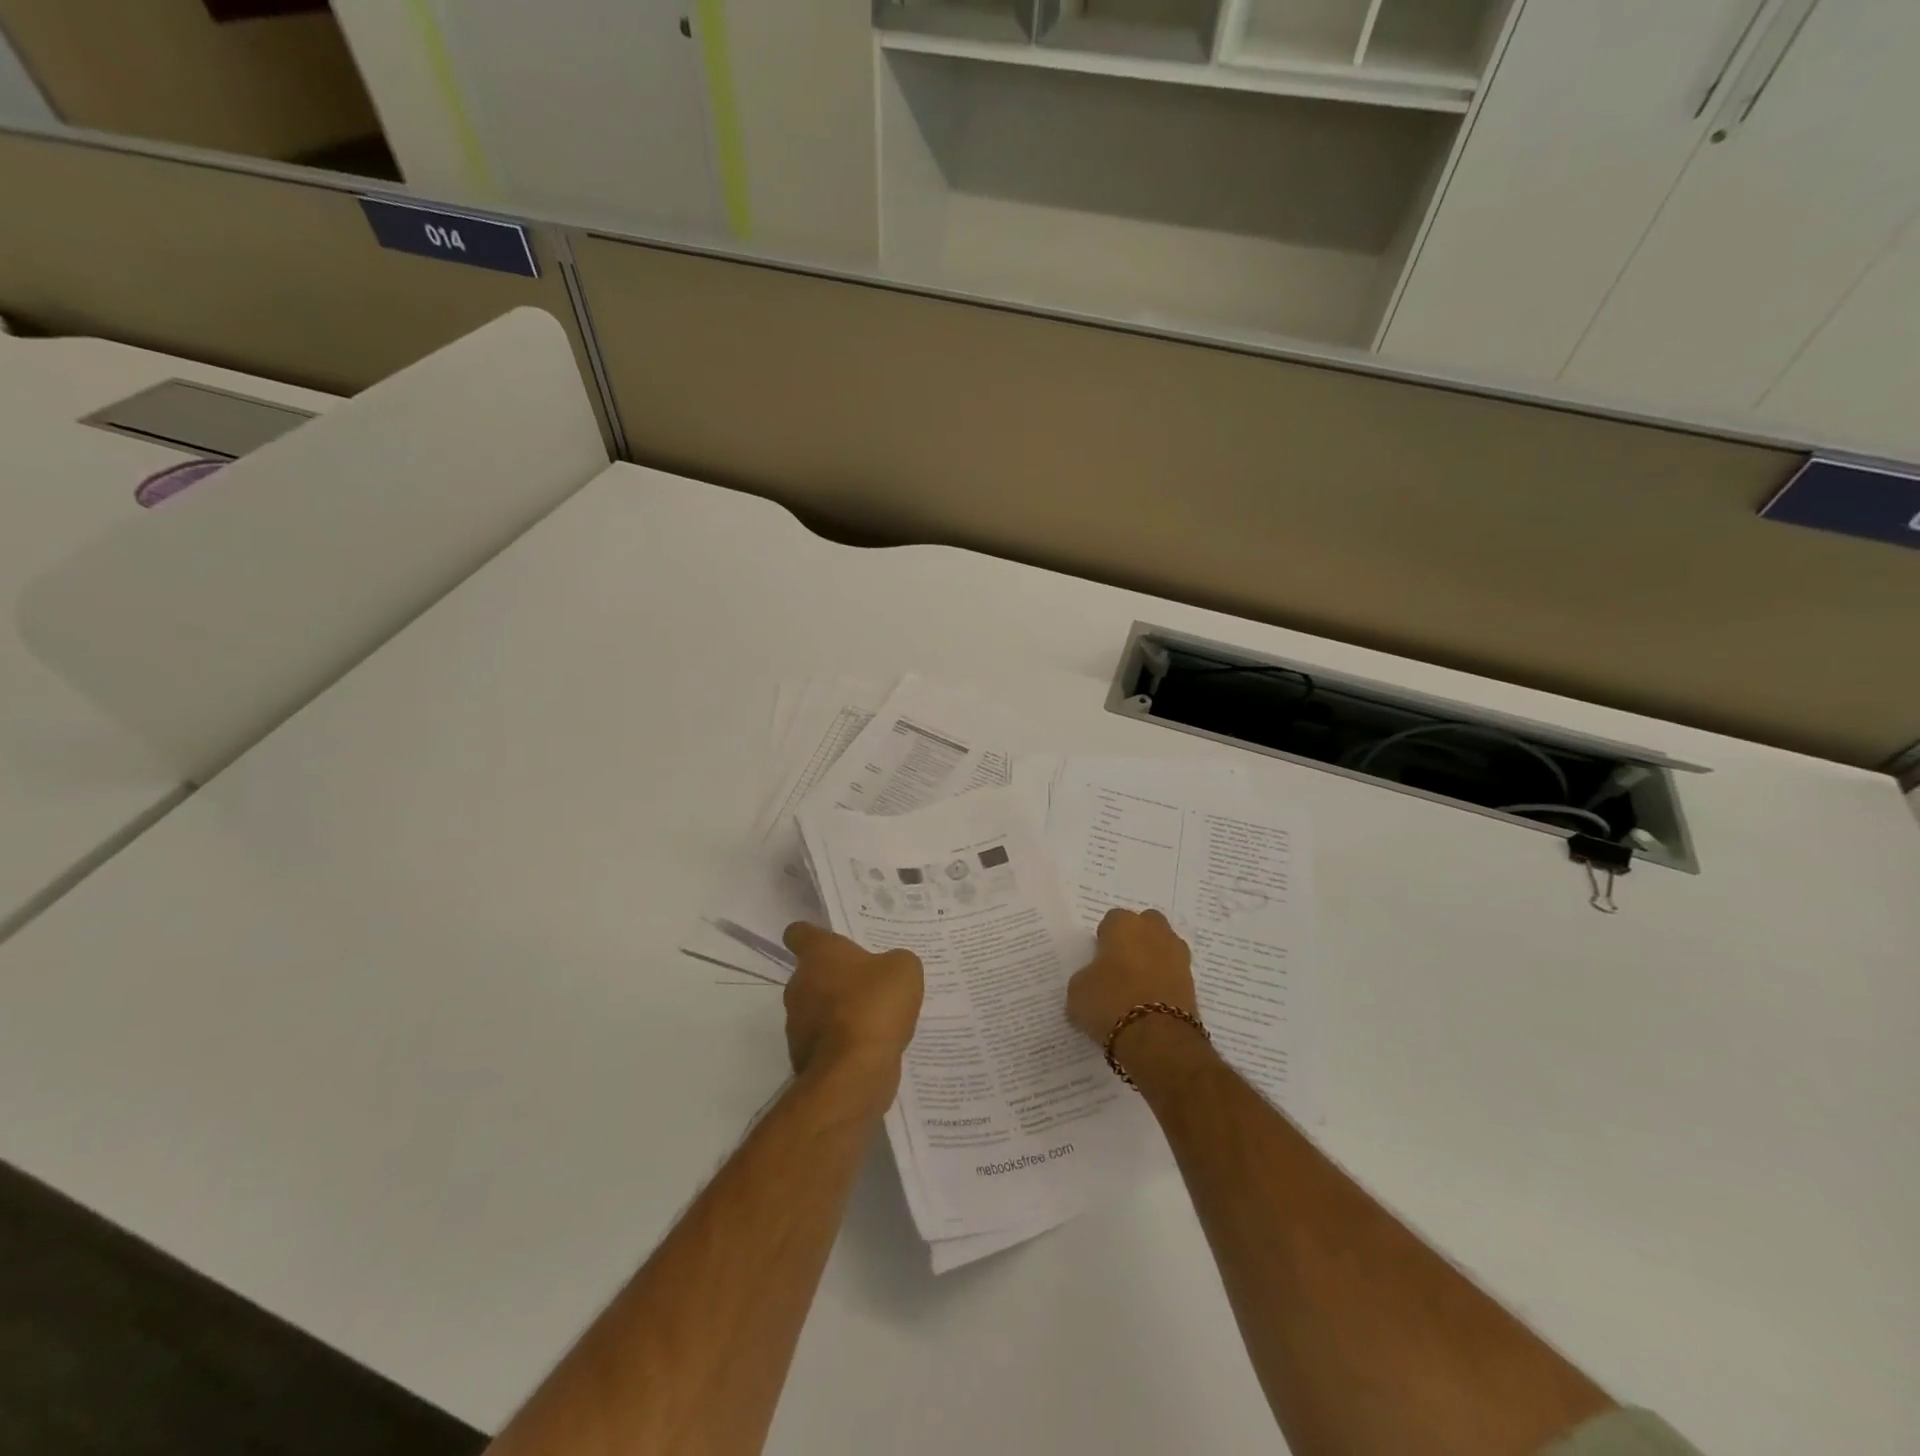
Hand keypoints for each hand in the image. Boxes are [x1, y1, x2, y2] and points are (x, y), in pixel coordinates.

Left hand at [781, 923, 924, 1086]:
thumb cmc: (875, 1005)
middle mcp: (798, 984)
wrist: (854, 1071)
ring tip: (872, 1021)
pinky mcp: (801, 1057)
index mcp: (818, 954)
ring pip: (816, 1009)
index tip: (828, 942)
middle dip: (835, 979)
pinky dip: (839, 1043)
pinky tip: (867, 1047)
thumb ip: (894, 961)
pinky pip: (823, 1041)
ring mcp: (796, 1024)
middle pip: (811, 974)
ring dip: (837, 1012)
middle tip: (867, 984)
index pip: (799, 933)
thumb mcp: (903, 969)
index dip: (811, 936)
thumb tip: (888, 968)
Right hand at [1066, 908, 1198, 1046]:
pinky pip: (1174, 973)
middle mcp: (1154, 931)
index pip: (1112, 920)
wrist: (1156, 1038)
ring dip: (1154, 959)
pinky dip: (1165, 982)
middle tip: (1121, 966)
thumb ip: (1086, 976)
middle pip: (1145, 925)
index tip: (1098, 960)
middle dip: (1136, 939)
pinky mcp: (1193, 981)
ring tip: (1138, 987)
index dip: (1105, 939)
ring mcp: (1178, 954)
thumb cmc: (1110, 1002)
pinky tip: (1151, 1002)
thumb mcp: (1078, 990)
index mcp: (1124, 924)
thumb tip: (1094, 980)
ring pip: (1163, 947)